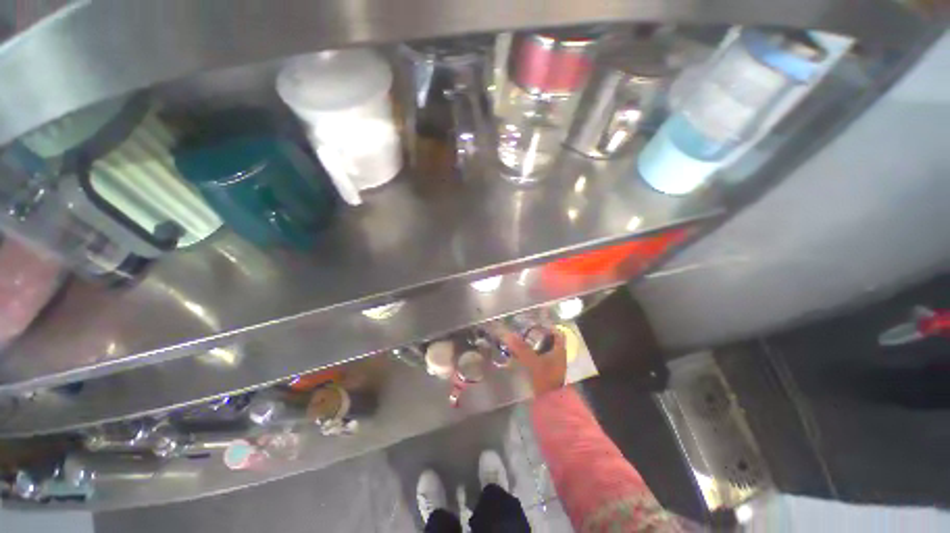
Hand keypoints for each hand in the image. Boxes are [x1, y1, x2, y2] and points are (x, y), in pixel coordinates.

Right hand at [500, 327, 567, 394]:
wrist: (550, 402)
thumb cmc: (546, 378)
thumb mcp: (533, 361)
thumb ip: (521, 348)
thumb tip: (507, 334)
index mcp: (559, 349)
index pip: (557, 332)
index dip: (548, 326)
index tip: (535, 322)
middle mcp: (558, 354)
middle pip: (550, 340)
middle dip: (538, 334)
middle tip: (525, 329)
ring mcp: (553, 363)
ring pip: (544, 349)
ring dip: (534, 344)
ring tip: (521, 339)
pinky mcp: (547, 371)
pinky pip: (540, 357)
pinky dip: (533, 353)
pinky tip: (523, 353)